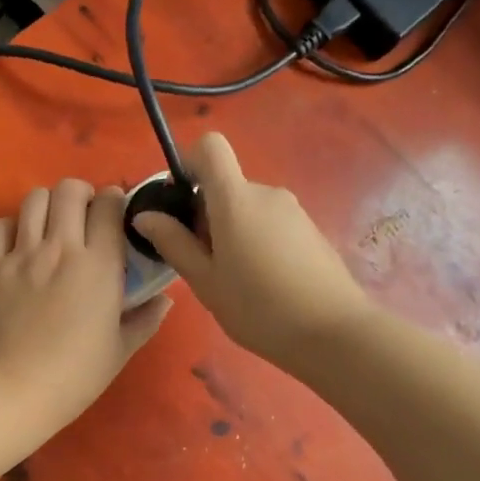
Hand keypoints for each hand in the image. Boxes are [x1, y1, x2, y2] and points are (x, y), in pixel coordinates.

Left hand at [0, 178, 173, 427]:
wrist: (10, 390)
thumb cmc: (73, 376)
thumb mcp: (119, 351)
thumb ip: (145, 320)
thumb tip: (164, 300)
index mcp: (99, 265)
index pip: (109, 206)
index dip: (115, 201)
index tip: (117, 217)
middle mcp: (60, 248)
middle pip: (69, 190)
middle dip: (82, 194)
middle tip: (85, 216)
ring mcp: (21, 254)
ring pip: (34, 199)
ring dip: (48, 204)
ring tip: (52, 225)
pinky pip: (0, 226)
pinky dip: (12, 226)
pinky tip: (20, 244)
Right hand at [134, 133, 369, 368]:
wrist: (334, 333)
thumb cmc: (259, 308)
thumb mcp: (205, 281)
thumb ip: (173, 243)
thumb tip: (145, 216)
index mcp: (236, 199)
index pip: (210, 147)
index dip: (189, 163)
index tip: (179, 202)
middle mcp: (266, 193)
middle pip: (225, 185)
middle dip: (205, 214)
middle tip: (202, 262)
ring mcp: (293, 210)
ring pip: (247, 207)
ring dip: (231, 230)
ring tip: (233, 278)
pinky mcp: (310, 229)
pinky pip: (269, 222)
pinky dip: (256, 240)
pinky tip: (262, 282)